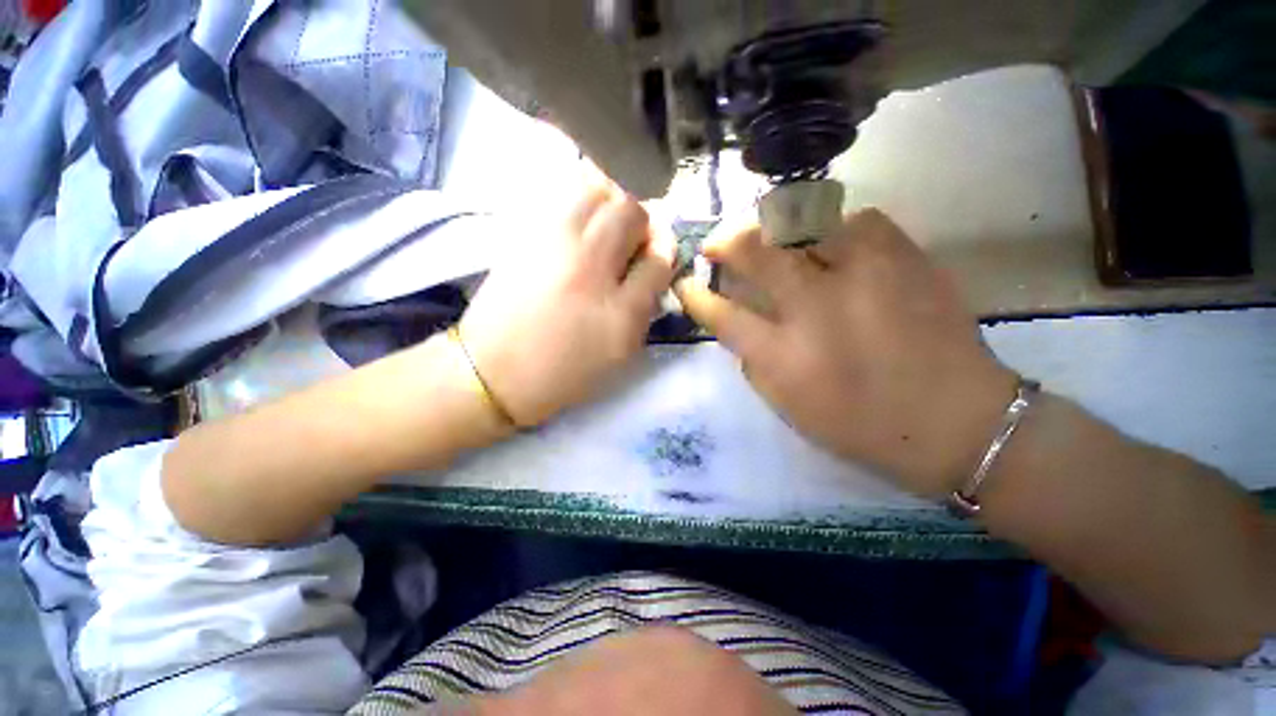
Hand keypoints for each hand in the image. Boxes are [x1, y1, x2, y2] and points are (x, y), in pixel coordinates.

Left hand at [460, 180, 673, 426]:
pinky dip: (581, 198)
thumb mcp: (618, 352)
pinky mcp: (525, 233)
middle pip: (631, 211)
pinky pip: (562, 195)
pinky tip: (580, 220)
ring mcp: (554, 244)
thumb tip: (655, 266)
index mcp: (620, 311)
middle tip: (632, 241)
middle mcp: (591, 268)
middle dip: (641, 221)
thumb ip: (644, 309)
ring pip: (597, 190)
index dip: (664, 252)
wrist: (493, 370)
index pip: (658, 260)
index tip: (657, 255)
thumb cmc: (563, 370)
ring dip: (612, 201)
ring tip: (606, 225)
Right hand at [676, 209, 1017, 497]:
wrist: (956, 423)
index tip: (686, 282)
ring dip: (777, 227)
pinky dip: (836, 226)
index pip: (721, 313)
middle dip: (726, 240)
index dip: (696, 294)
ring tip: (775, 239)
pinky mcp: (907, 261)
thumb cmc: (860, 426)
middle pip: (756, 251)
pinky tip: (834, 243)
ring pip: (805, 221)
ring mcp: (865, 278)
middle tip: (718, 243)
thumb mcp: (788, 406)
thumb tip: (736, 321)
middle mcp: (817, 309)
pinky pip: (859, 220)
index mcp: (784, 356)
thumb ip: (753, 360)